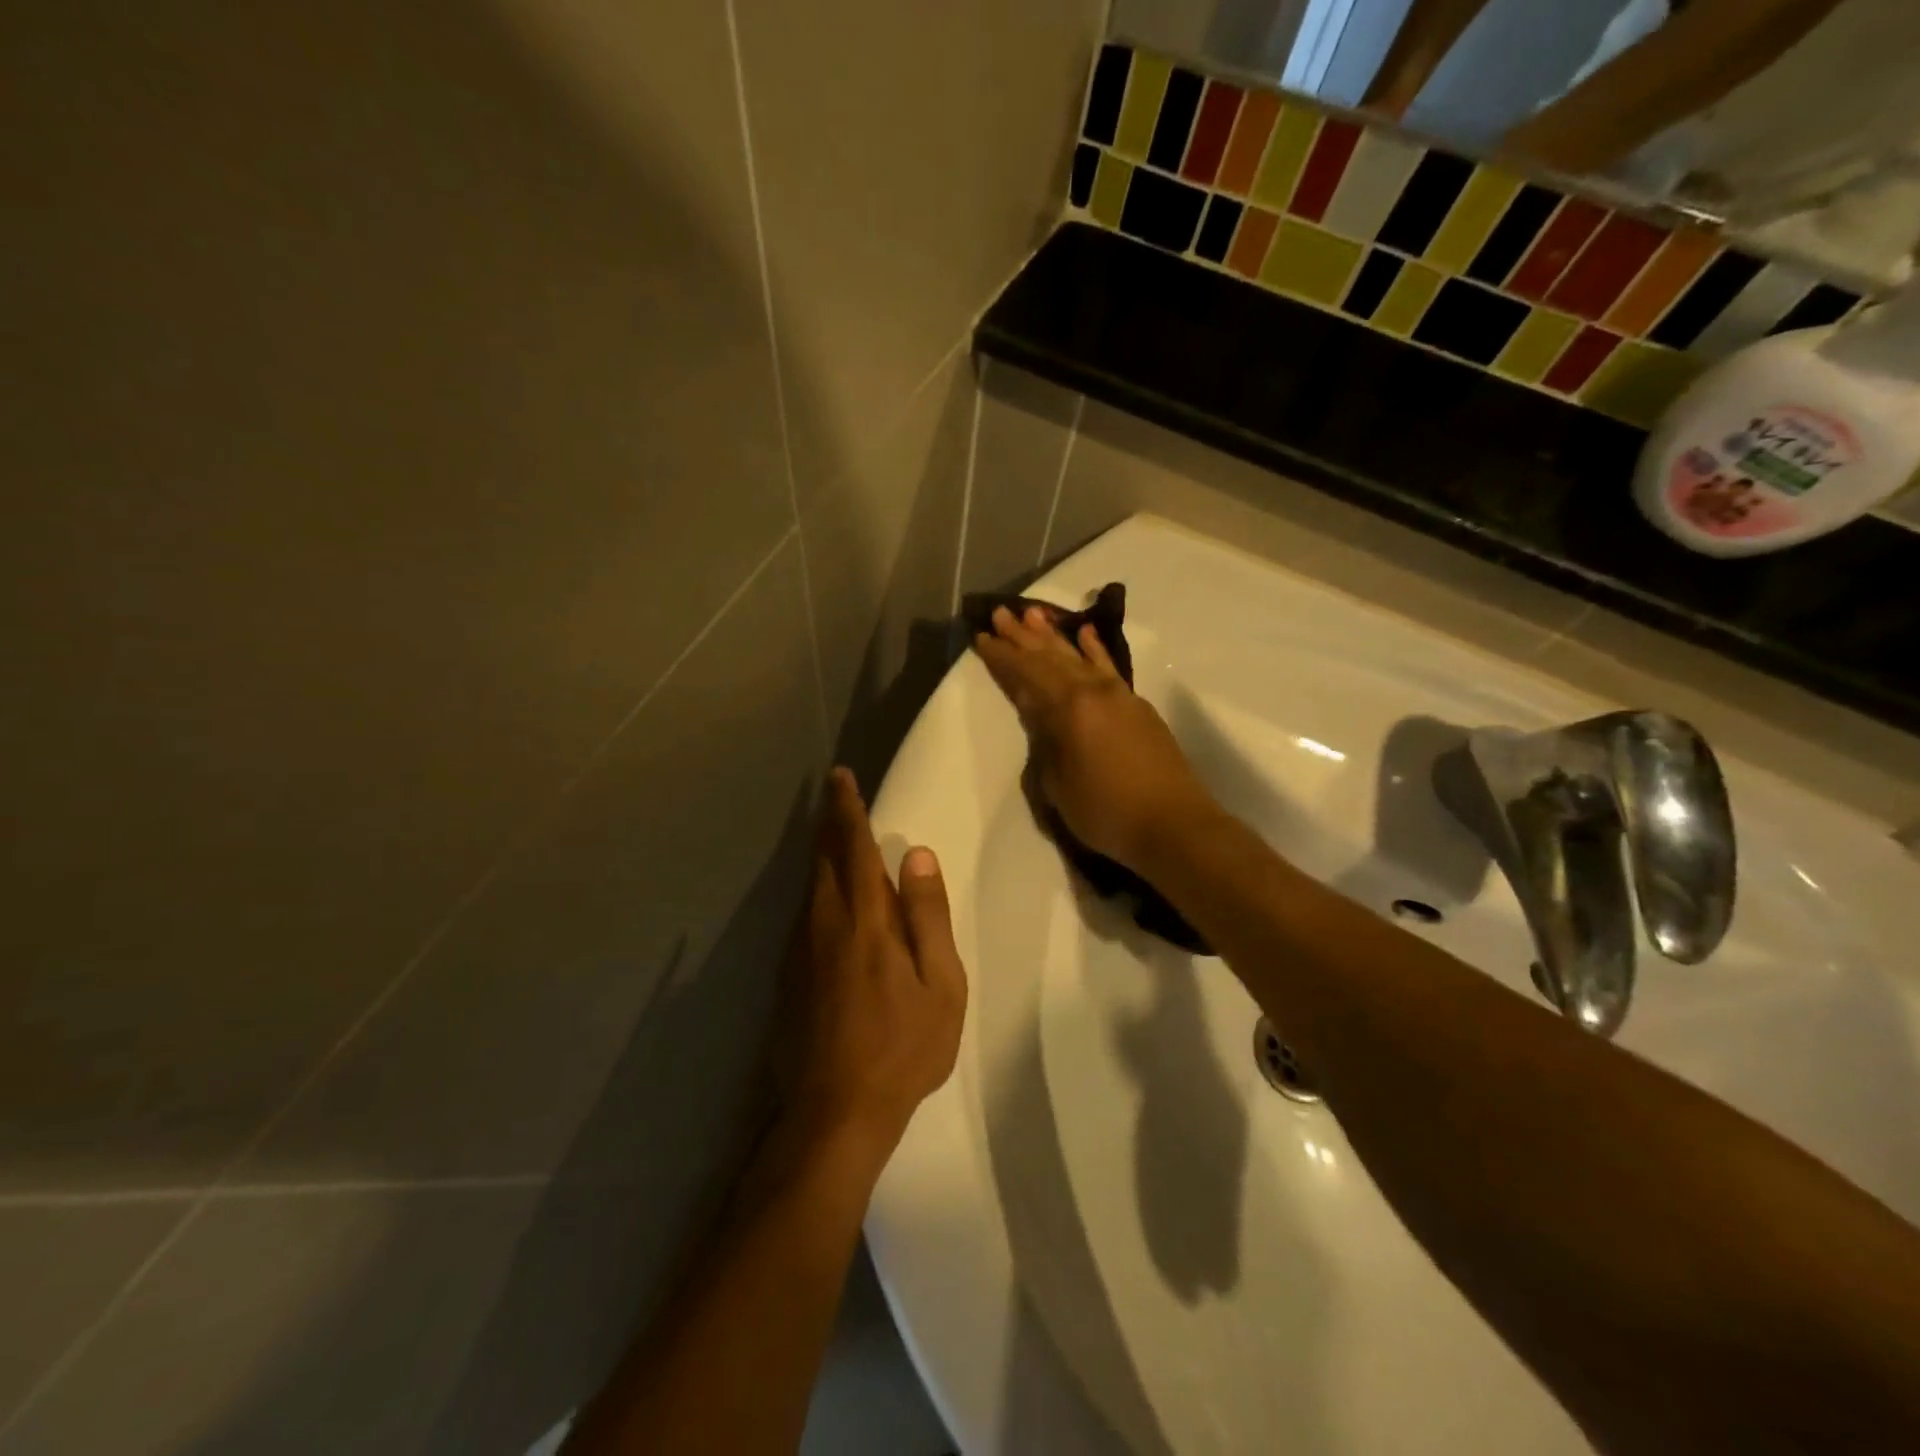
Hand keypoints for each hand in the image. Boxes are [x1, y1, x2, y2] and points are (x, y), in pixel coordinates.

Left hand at [784, 768, 966, 1171]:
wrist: (833, 1112)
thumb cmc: (902, 1049)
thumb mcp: (940, 986)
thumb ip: (927, 916)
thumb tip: (916, 855)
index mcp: (865, 920)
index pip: (853, 848)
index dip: (848, 809)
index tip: (841, 777)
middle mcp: (824, 923)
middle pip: (823, 858)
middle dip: (829, 821)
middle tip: (835, 792)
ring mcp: (800, 950)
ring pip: (810, 884)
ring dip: (821, 852)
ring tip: (834, 831)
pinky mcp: (788, 974)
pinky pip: (805, 912)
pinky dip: (817, 886)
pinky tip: (828, 894)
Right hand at [973, 605, 1220, 873]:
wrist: (1174, 825)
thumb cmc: (1106, 812)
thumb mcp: (1058, 785)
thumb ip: (1045, 745)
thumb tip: (1041, 720)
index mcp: (1069, 709)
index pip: (1027, 674)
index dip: (1003, 656)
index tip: (982, 636)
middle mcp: (1094, 691)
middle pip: (1051, 657)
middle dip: (1023, 636)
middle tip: (1000, 612)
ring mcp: (1120, 695)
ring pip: (1079, 656)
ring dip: (1054, 635)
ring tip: (1033, 613)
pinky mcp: (1138, 706)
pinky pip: (1108, 667)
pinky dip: (1094, 649)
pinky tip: (1086, 633)